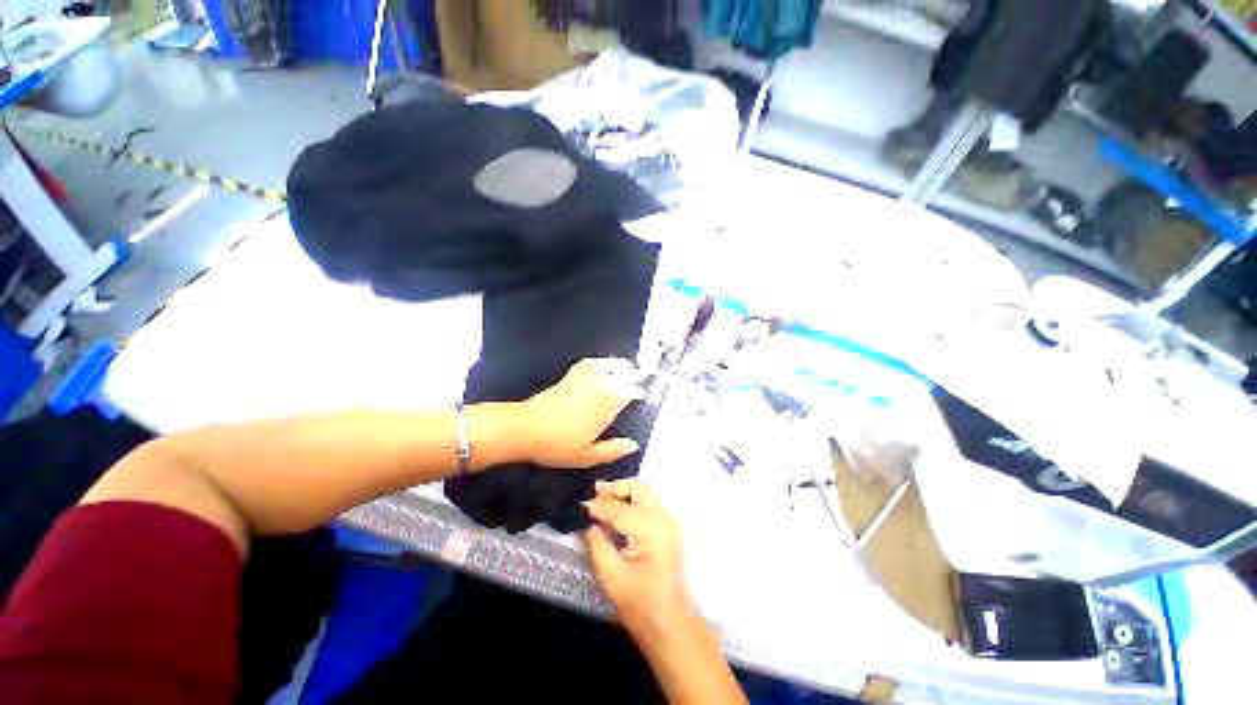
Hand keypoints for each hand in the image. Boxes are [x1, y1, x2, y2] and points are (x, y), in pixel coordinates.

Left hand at [519, 359, 642, 468]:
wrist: (526, 429)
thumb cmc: (557, 445)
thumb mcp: (586, 456)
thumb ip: (612, 450)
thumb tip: (633, 445)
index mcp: (603, 411)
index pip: (625, 394)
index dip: (636, 391)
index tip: (642, 393)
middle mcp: (596, 392)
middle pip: (618, 378)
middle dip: (631, 375)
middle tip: (640, 374)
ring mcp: (581, 383)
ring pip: (605, 368)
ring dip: (618, 365)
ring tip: (627, 364)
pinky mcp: (568, 379)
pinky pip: (585, 365)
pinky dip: (596, 361)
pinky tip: (600, 362)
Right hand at [583, 479, 693, 640]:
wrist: (672, 626)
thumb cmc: (641, 606)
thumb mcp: (612, 577)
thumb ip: (598, 545)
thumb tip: (587, 523)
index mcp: (651, 529)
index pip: (620, 507)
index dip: (598, 505)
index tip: (580, 507)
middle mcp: (664, 518)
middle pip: (638, 488)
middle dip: (615, 488)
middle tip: (594, 494)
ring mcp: (669, 522)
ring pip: (645, 492)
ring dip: (623, 492)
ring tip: (602, 499)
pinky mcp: (669, 528)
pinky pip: (649, 503)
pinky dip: (632, 501)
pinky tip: (617, 511)